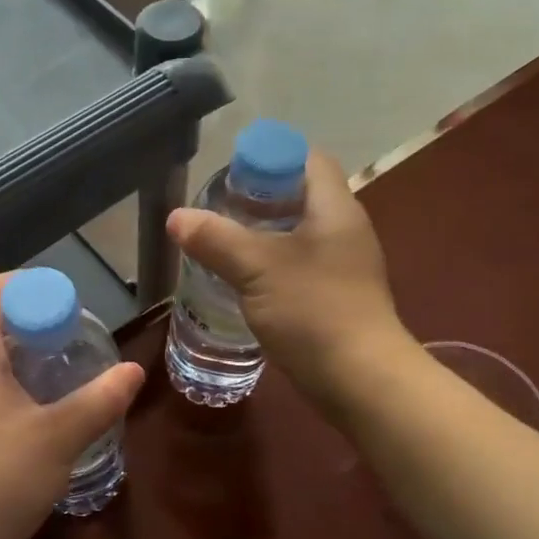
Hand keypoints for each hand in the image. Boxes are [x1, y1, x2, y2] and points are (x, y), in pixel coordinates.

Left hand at [0, 274, 144, 538]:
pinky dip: (20, 388)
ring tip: (69, 372)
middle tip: (76, 338)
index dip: (24, 283)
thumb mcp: (60, 437)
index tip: (64, 300)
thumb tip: (134, 371)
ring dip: (29, 358)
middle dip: (35, 322)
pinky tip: (47, 414)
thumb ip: (100, 401)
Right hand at [167, 149, 405, 411]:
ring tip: (222, 244)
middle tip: (219, 210)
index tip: (233, 175)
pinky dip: (272, 265)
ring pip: (298, 234)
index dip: (272, 157)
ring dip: (263, 235)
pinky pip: (300, 266)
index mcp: (336, 209)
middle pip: (301, 196)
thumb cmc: (314, 311)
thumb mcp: (257, 269)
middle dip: (259, 199)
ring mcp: (344, 266)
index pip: (309, 160)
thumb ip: (216, 239)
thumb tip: (176, 217)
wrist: (361, 381)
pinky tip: (243, 281)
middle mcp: (345, 230)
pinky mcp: (336, 298)